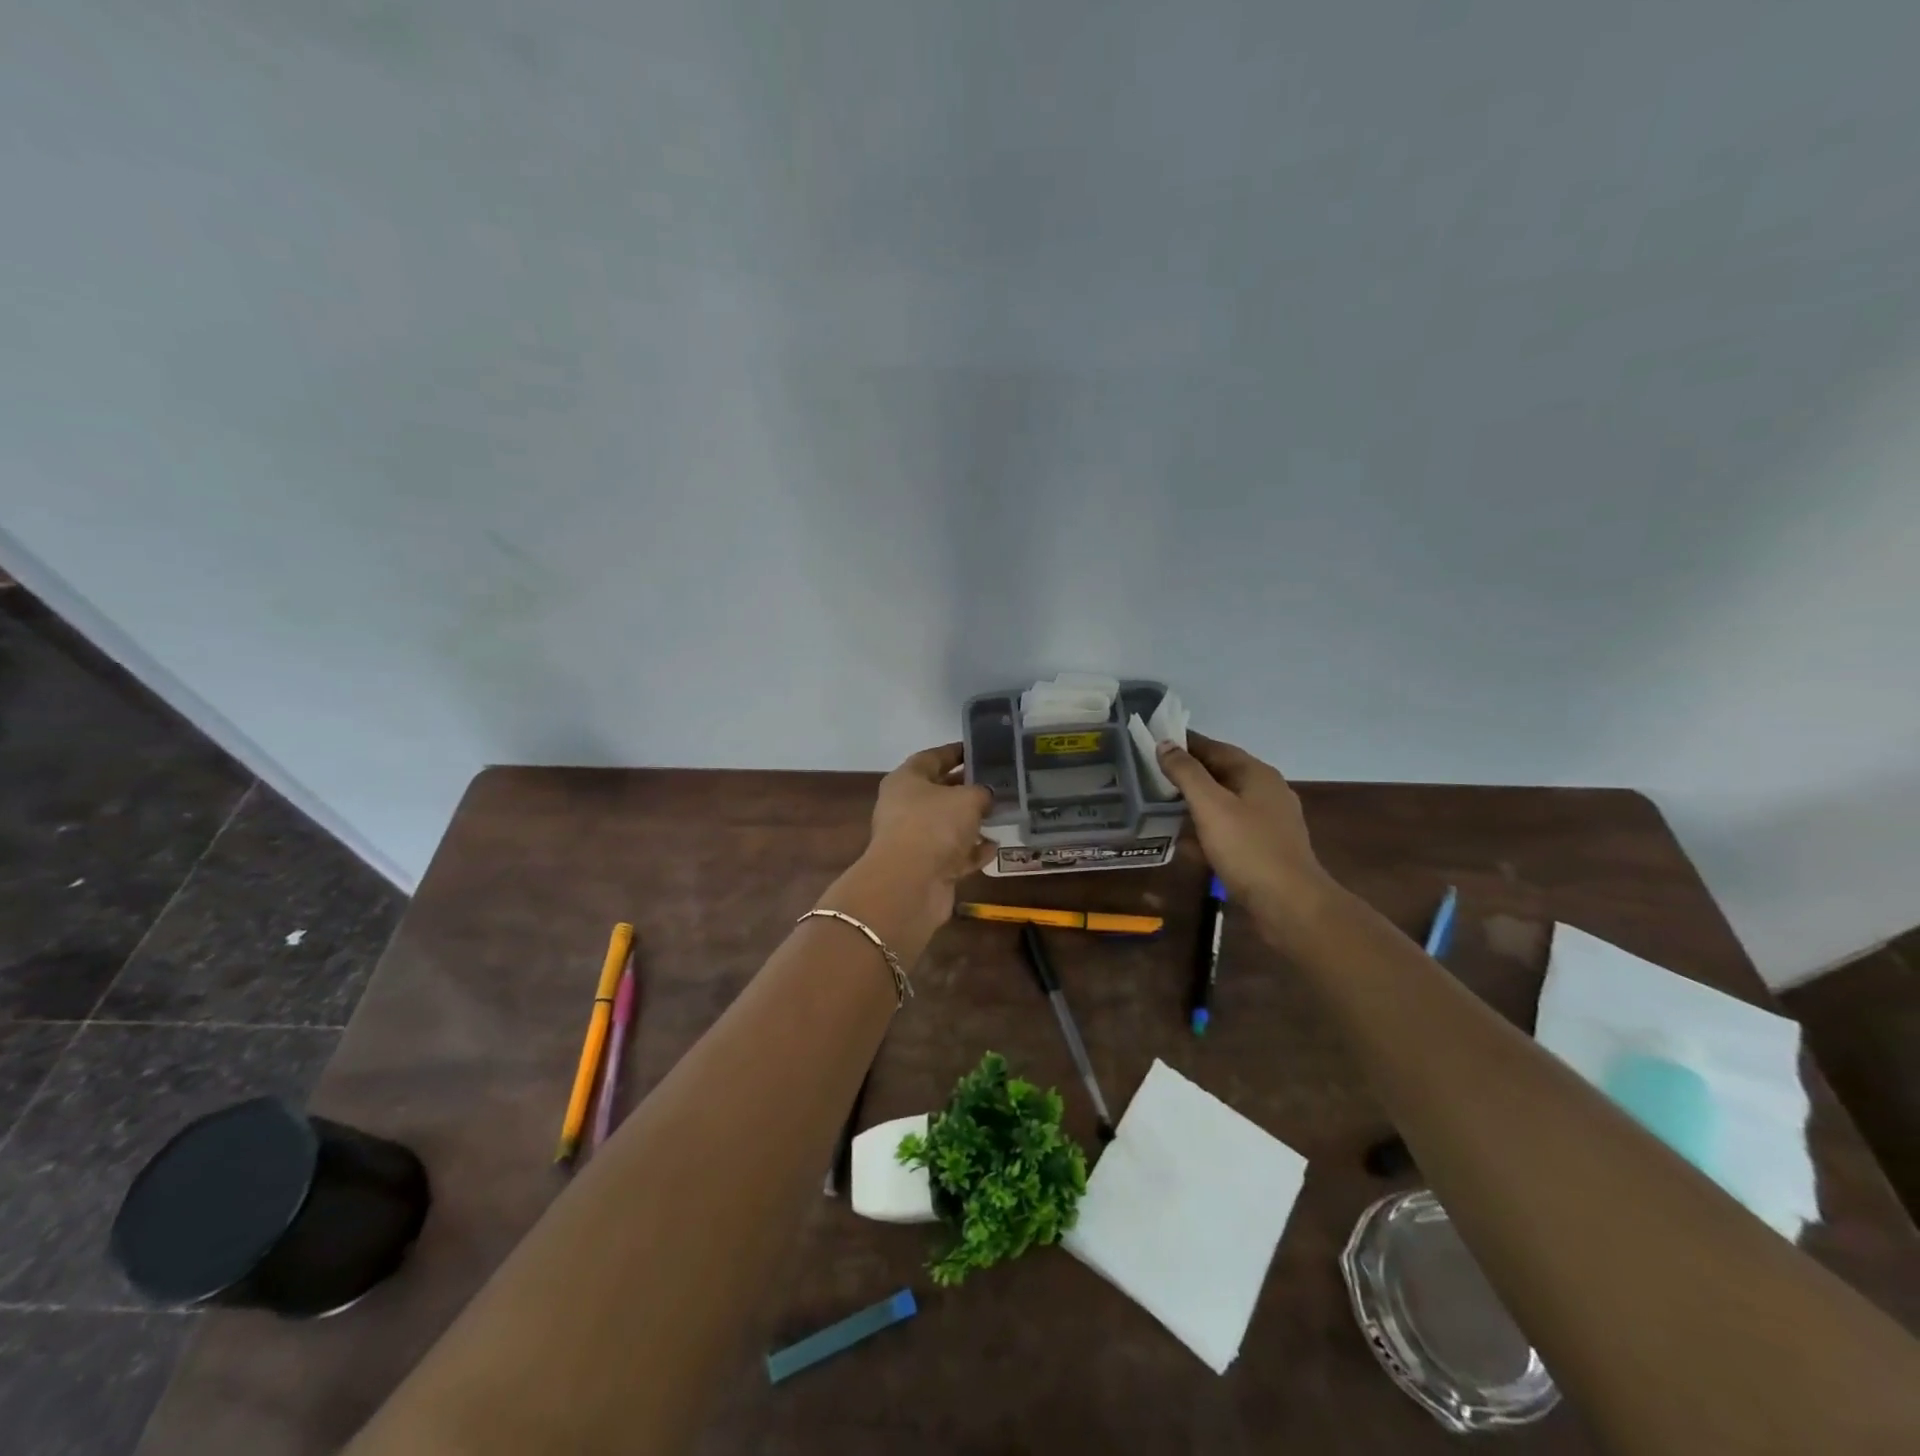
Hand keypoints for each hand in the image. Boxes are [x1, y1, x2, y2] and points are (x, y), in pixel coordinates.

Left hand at [863, 743, 995, 918]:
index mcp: (906, 781)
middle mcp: (905, 807)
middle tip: (998, 782)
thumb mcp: (967, 799)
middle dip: (967, 788)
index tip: (978, 750)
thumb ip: (981, 792)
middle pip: (939, 792)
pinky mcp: (926, 868)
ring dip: (971, 822)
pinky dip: (971, 851)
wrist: (910, 884)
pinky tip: (994, 847)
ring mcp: (914, 840)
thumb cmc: (934, 826)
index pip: (932, 757)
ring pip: (947, 825)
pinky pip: (953, 854)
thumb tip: (985, 795)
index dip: (955, 752)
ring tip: (1002, 814)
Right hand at [1154, 733, 1337, 944]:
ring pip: (1224, 802)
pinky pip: (1229, 828)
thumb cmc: (1248, 849)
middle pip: (1221, 773)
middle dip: (1188, 773)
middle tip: (1151, 774)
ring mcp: (1268, 821)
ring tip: (1161, 804)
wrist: (1290, 905)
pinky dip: (1206, 828)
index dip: (1185, 743)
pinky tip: (1184, 840)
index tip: (1155, 742)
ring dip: (1195, 801)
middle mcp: (1266, 791)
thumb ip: (1186, 773)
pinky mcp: (1264, 847)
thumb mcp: (1210, 806)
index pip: (1215, 747)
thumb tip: (1165, 743)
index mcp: (1256, 774)